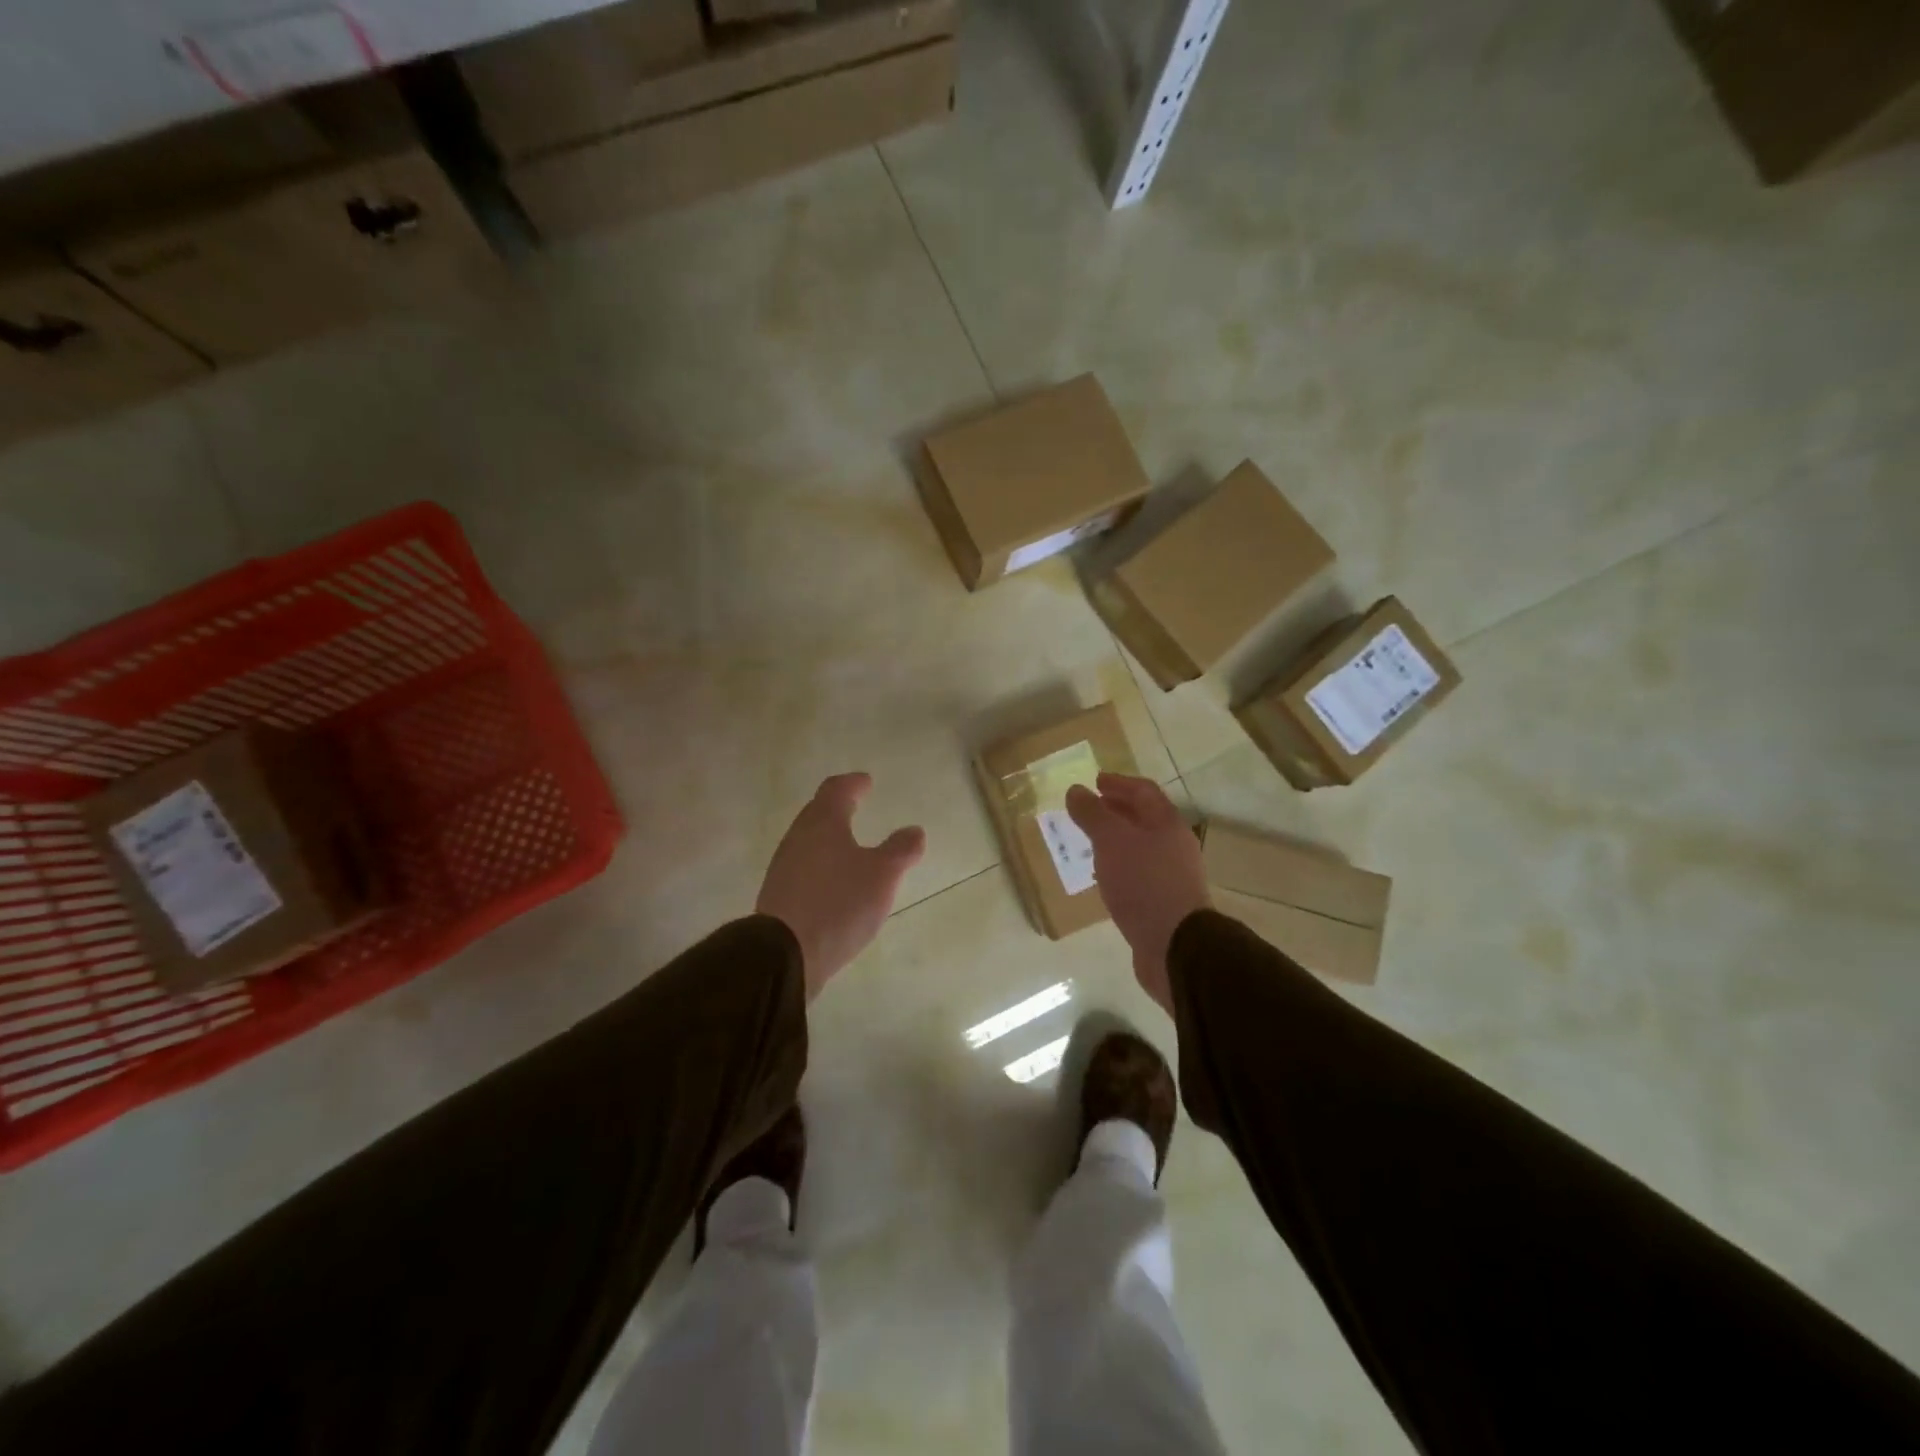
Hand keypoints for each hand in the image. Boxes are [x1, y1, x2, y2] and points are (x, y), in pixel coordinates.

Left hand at [757, 773, 926, 999]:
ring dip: (828, 838)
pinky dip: (821, 865)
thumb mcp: (882, 875)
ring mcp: (784, 867)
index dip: (852, 783)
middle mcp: (798, 837)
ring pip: (808, 841)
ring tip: (849, 845)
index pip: (836, 790)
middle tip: (855, 805)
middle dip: (837, 807)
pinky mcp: (778, 896)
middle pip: (817, 813)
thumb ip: (900, 850)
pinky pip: (803, 868)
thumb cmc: (838, 903)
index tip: (865, 782)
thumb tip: (914, 830)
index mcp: (823, 823)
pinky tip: (833, 883)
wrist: (784, 955)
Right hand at [1065, 773, 1209, 1015]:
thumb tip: (1076, 790)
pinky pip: (1139, 874)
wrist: (1176, 946)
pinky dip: (1119, 867)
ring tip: (1090, 842)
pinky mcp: (1164, 903)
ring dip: (1117, 840)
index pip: (1143, 791)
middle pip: (1144, 818)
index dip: (1119, 783)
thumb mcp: (1111, 841)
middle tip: (1089, 809)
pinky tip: (1103, 877)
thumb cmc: (1143, 883)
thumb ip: (1093, 814)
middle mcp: (1174, 845)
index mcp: (1167, 823)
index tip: (1095, 781)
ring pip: (1141, 847)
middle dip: (1117, 811)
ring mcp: (1172, 875)